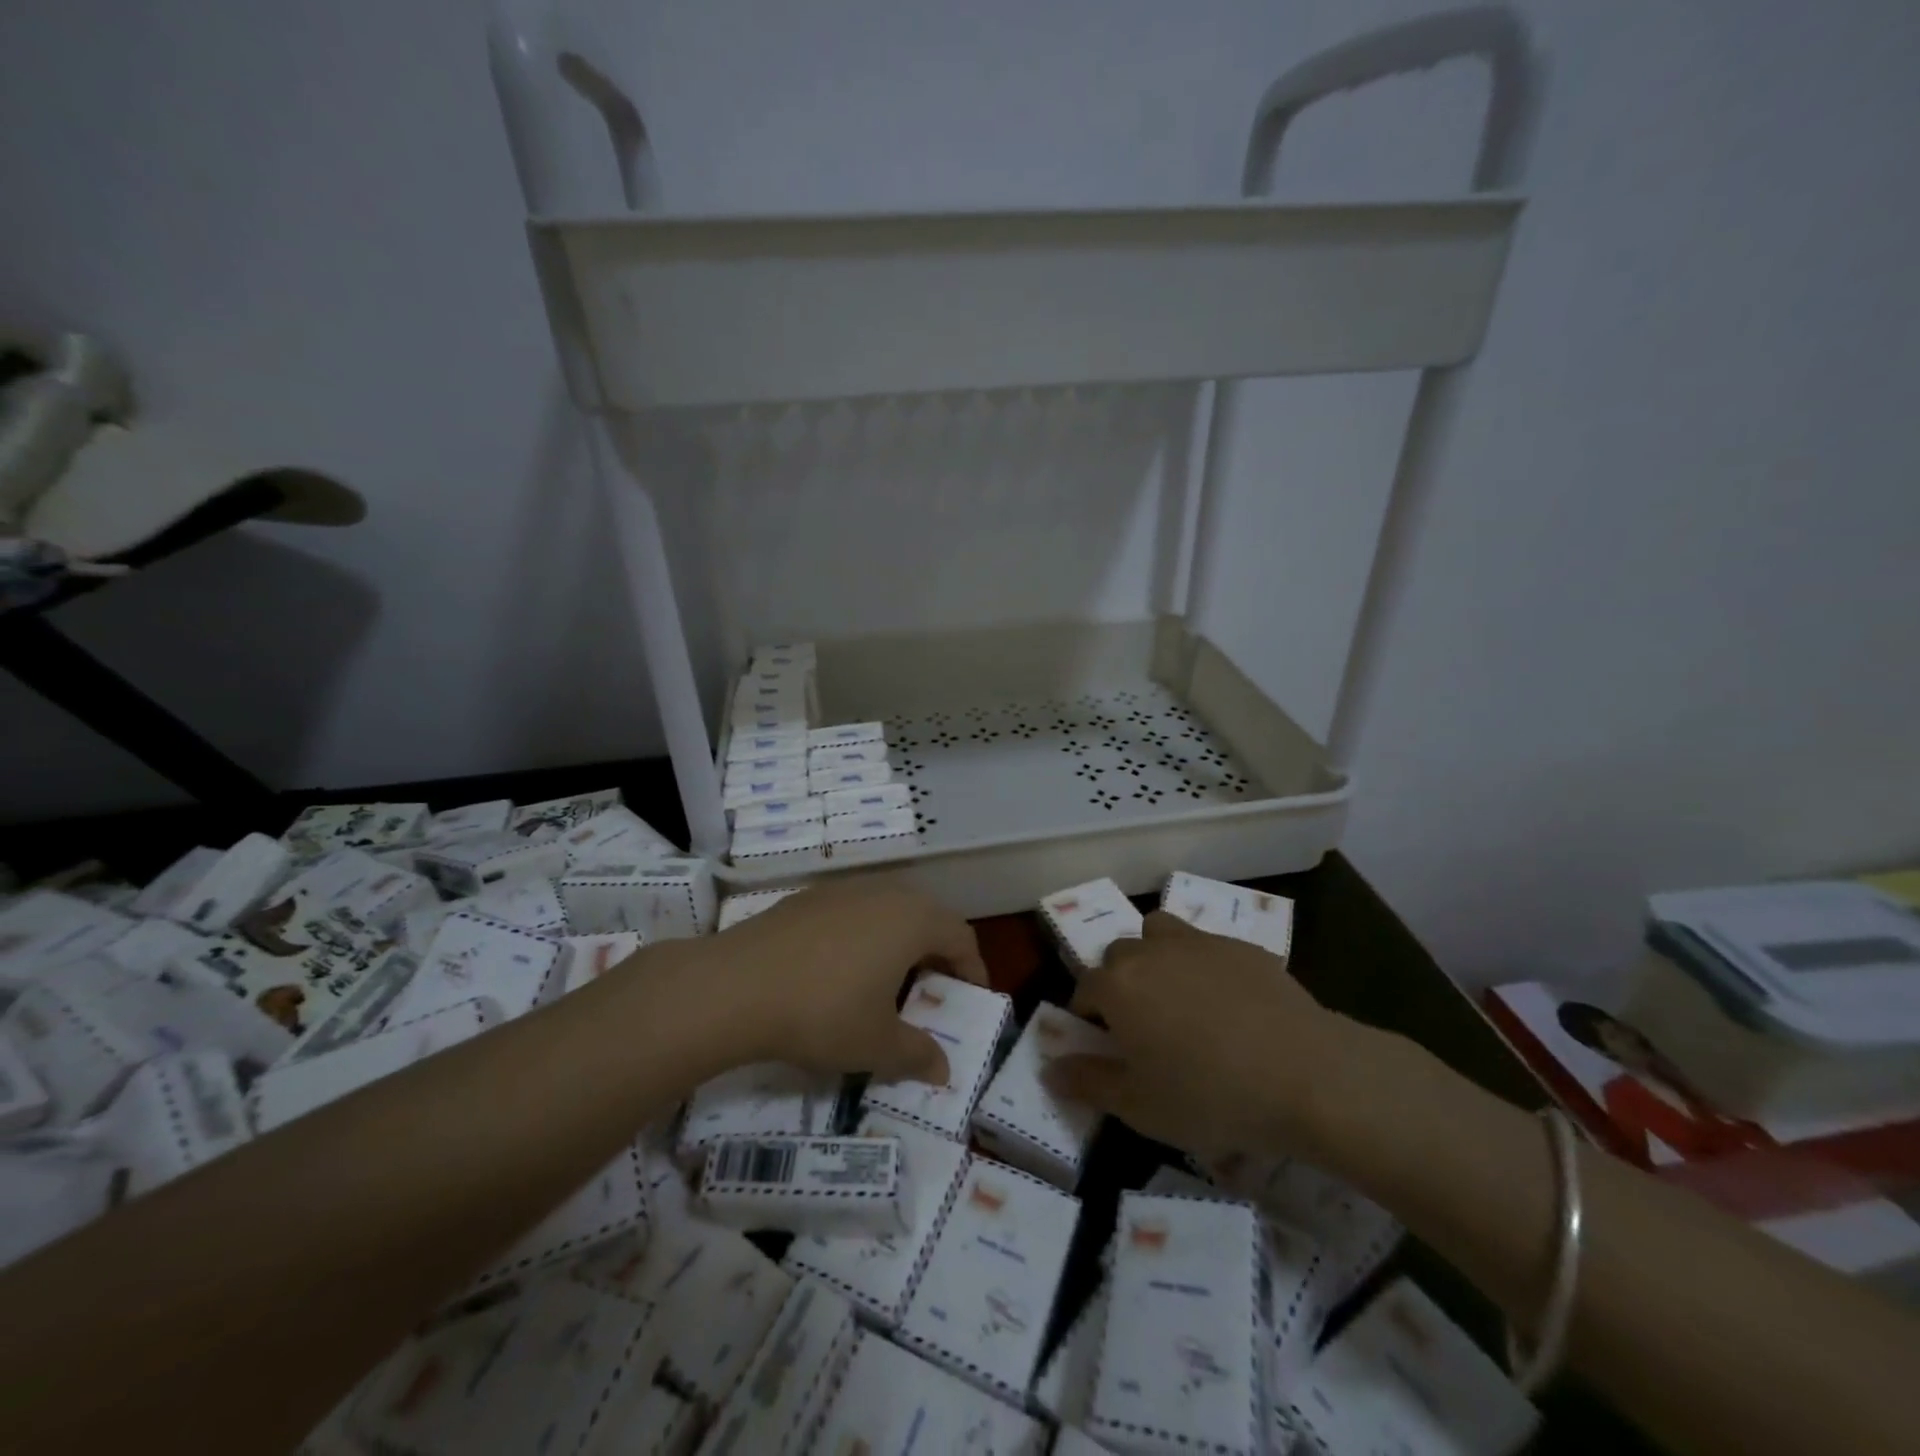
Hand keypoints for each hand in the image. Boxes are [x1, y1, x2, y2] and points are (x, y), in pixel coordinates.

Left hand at [714, 881, 987, 1084]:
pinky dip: (862, 937)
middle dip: (936, 954)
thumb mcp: (877, 1045)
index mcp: (913, 920)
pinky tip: (839, 971)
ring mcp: (842, 890)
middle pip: (927, 917)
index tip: (971, 1000)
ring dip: (898, 943)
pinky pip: (852, 913)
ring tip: (886, 982)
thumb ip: (918, 1054)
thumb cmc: (823, 1013)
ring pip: (887, 912)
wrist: (735, 986)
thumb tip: (944, 1070)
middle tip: (931, 992)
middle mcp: (884, 893)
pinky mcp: (807, 898)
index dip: (973, 969)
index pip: (961, 936)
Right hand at [1044, 911, 1353, 1160]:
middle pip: (1119, 954)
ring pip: (1161, 933)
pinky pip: (1209, 947)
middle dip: (1119, 982)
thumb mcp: (1139, 1106)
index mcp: (1118, 985)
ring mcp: (1199, 943)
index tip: (1103, 1044)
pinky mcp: (1243, 947)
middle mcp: (1151, 951)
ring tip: (1177, 997)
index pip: (1084, 988)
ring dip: (1157, 956)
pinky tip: (1231, 1006)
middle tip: (1141, 1025)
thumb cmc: (1209, 1095)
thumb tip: (1051, 1070)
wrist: (1305, 1075)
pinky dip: (1205, 967)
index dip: (1087, 1016)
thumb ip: (1088, 1083)